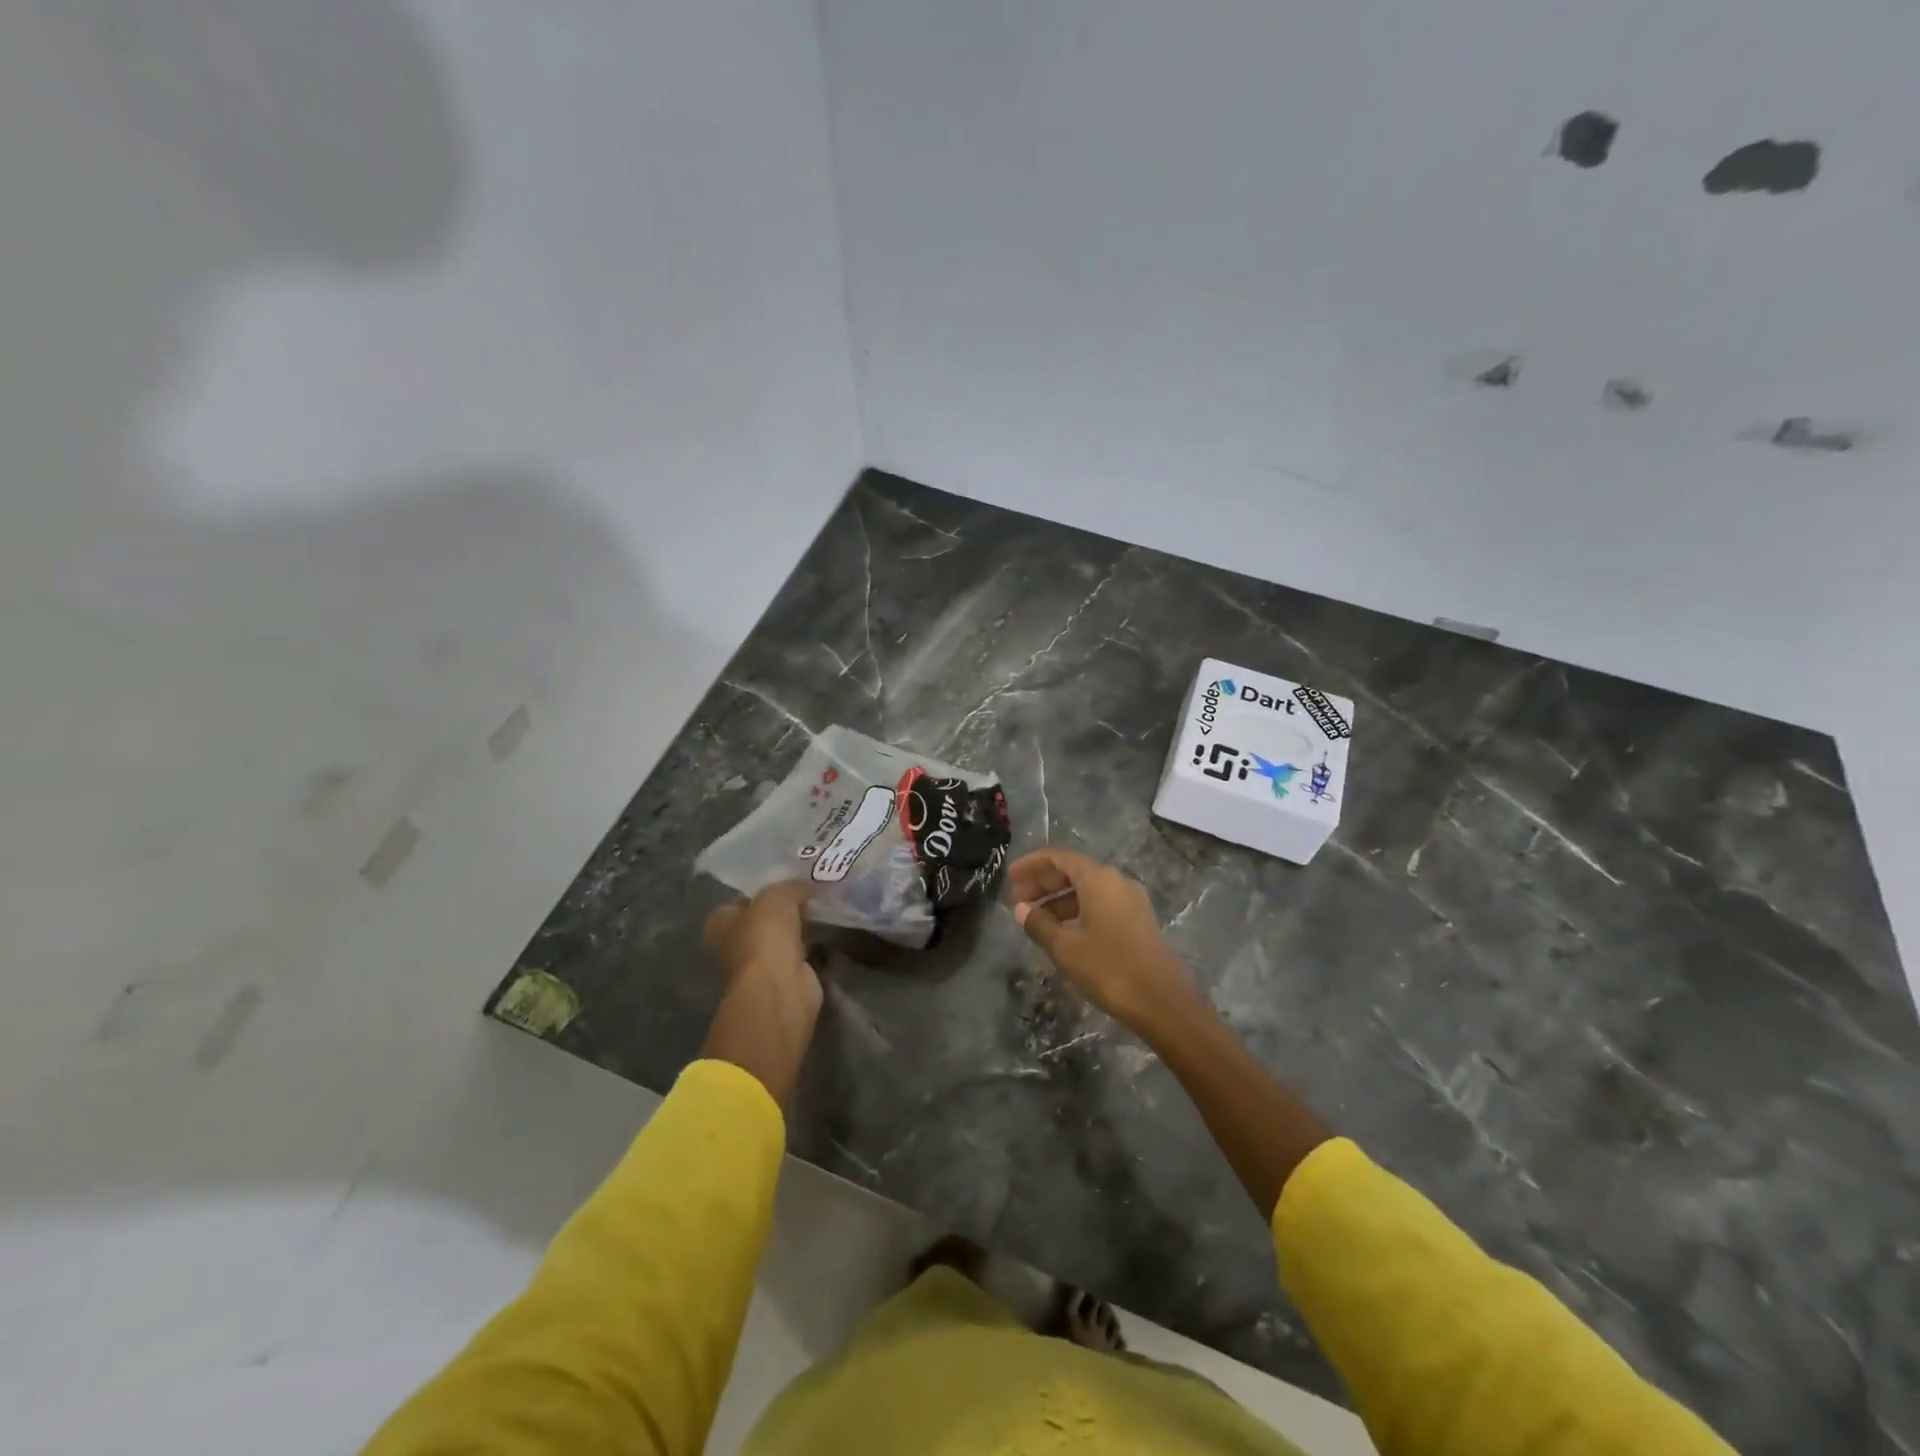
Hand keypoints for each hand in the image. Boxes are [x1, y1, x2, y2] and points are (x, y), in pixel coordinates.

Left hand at [701, 880, 821, 1106]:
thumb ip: (791, 886)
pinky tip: (829, 930)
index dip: (763, 890)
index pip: (740, 900)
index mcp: (720, 923)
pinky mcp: (784, 979)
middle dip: (784, 909)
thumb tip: (808, 885)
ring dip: (800, 927)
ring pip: (782, 937)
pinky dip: (813, 945)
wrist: (780, 989)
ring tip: (824, 907)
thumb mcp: (777, 896)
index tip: (789, 880)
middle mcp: (734, 945)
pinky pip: (800, 954)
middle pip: (762, 919)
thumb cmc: (765, 938)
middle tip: (812, 891)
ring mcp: (759, 965)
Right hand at [1008, 848, 1196, 1030]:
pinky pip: (1101, 904)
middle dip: (1043, 883)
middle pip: (1073, 871)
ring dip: (1058, 900)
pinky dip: (1077, 911)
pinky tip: (1063, 932)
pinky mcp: (1138, 921)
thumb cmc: (1109, 969)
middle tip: (1017, 899)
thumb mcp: (1066, 948)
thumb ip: (1039, 925)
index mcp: (1099, 879)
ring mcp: (1131, 901)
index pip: (1058, 858)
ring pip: (1087, 889)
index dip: (1031, 865)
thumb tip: (1021, 909)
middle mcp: (1117, 882)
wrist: (1163, 1002)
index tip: (1009, 878)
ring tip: (1035, 920)